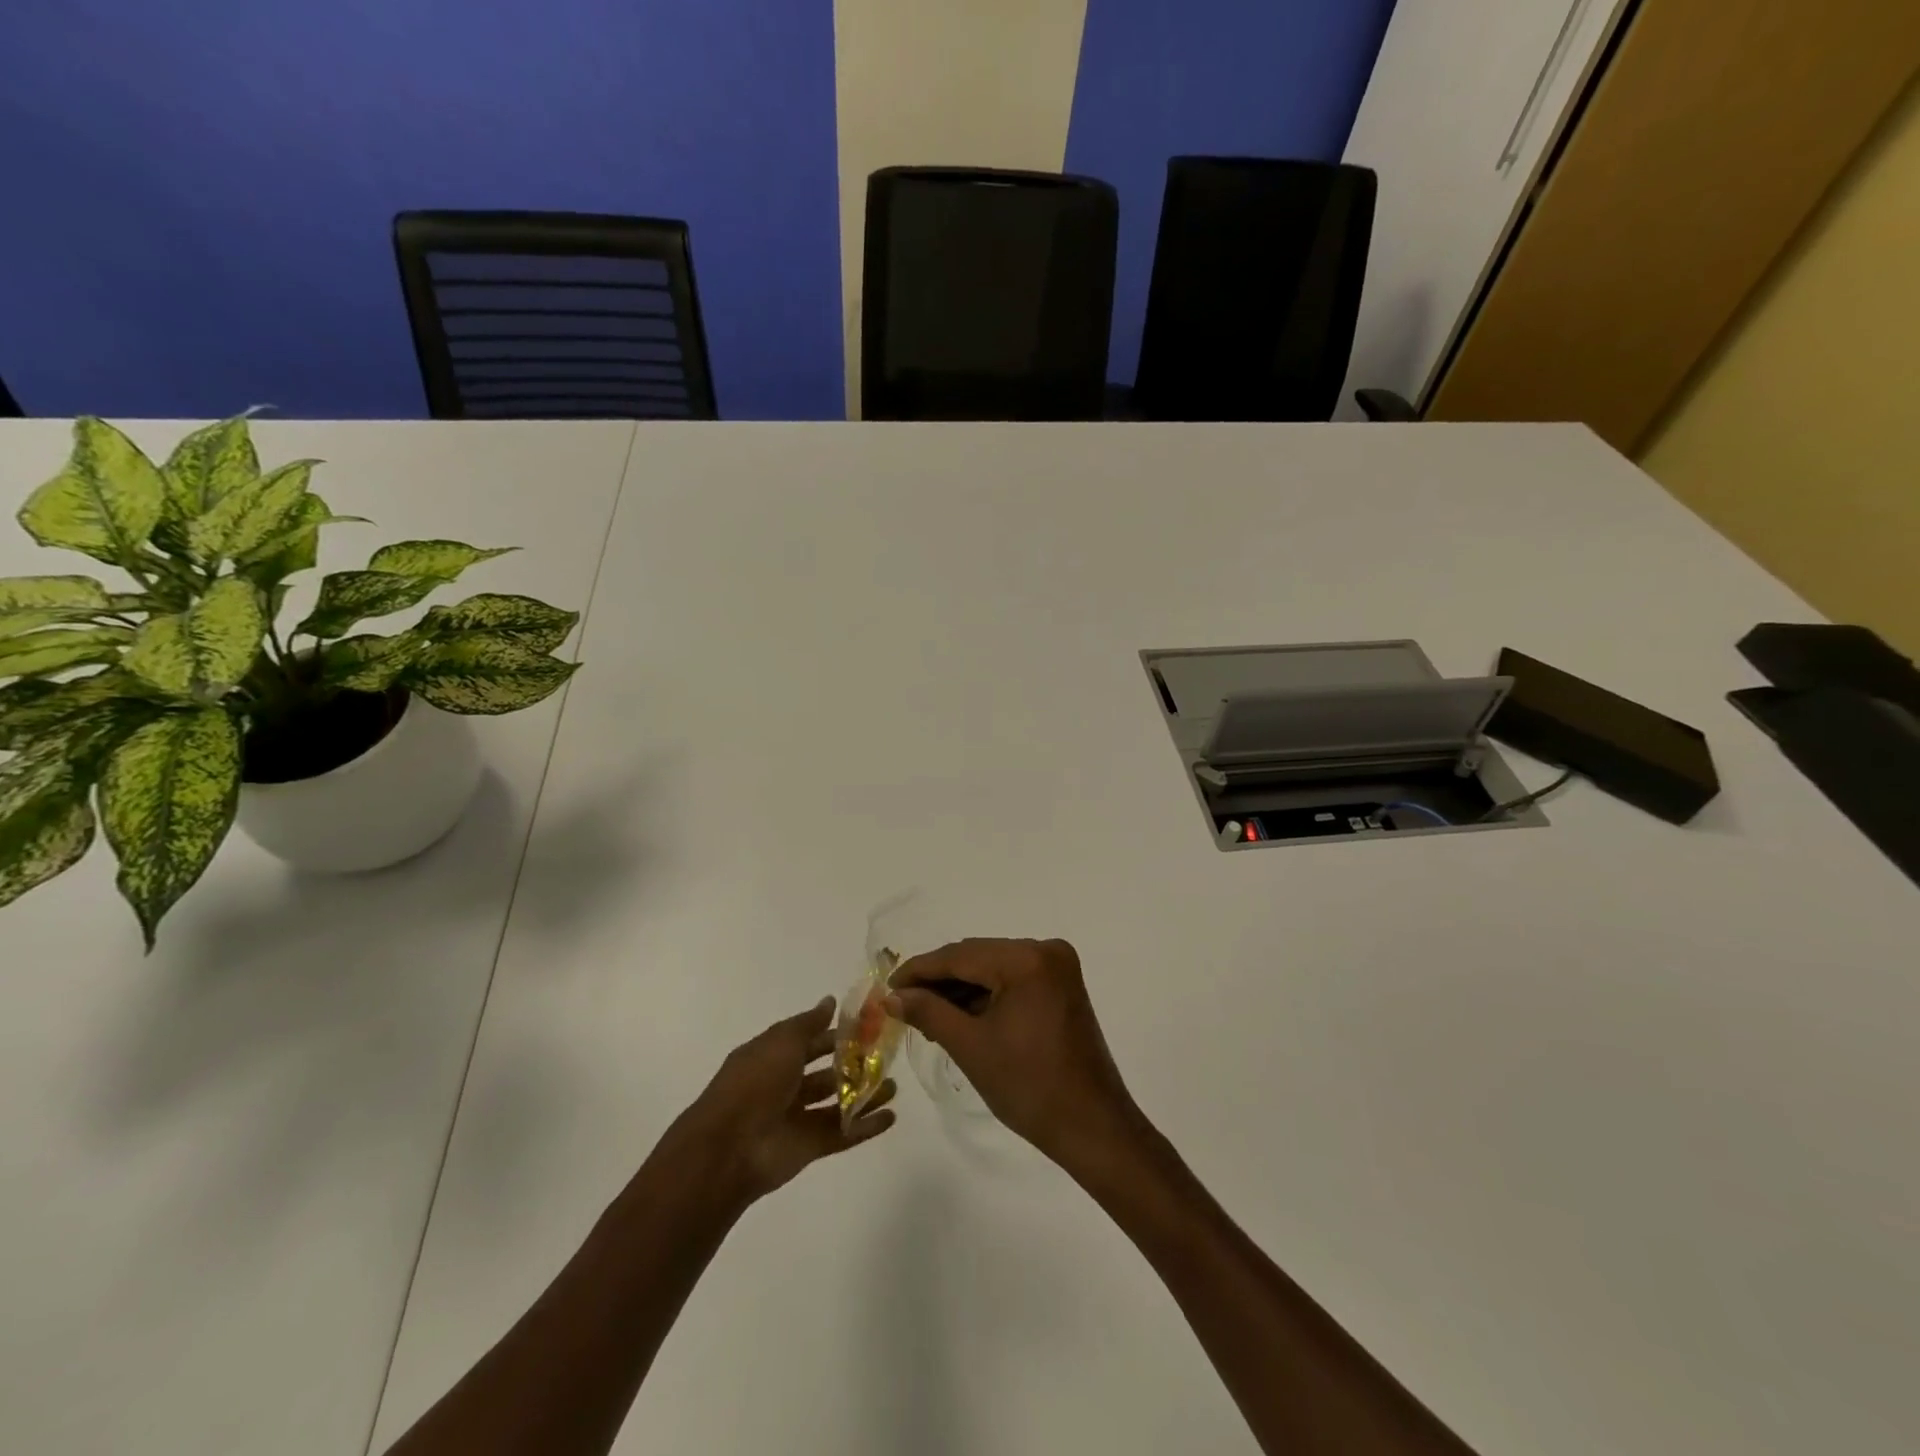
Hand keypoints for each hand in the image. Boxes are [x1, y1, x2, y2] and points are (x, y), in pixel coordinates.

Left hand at [665, 996, 895, 1207]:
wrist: (730, 1146)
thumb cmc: (755, 1081)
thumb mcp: (782, 1041)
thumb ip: (809, 1023)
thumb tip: (830, 1000)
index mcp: (773, 1057)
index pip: (810, 1041)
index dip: (836, 1034)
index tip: (868, 1026)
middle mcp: (785, 1086)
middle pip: (826, 1073)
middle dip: (854, 1064)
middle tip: (887, 1055)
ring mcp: (798, 1118)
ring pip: (837, 1103)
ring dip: (864, 1094)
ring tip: (895, 1085)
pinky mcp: (810, 1147)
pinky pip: (842, 1133)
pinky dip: (866, 1126)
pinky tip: (892, 1116)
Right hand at [887, 939, 1139, 1169]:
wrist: (1092, 1127)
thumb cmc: (1029, 1087)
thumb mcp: (971, 1047)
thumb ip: (928, 1012)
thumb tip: (892, 996)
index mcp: (1027, 959)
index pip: (960, 955)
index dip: (919, 970)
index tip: (887, 987)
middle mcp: (1046, 950)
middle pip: (977, 957)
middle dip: (939, 980)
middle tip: (902, 1004)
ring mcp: (1057, 967)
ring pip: (993, 968)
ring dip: (960, 989)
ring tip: (925, 1016)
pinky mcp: (1061, 987)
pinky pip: (1012, 980)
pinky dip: (986, 996)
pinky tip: (959, 1016)